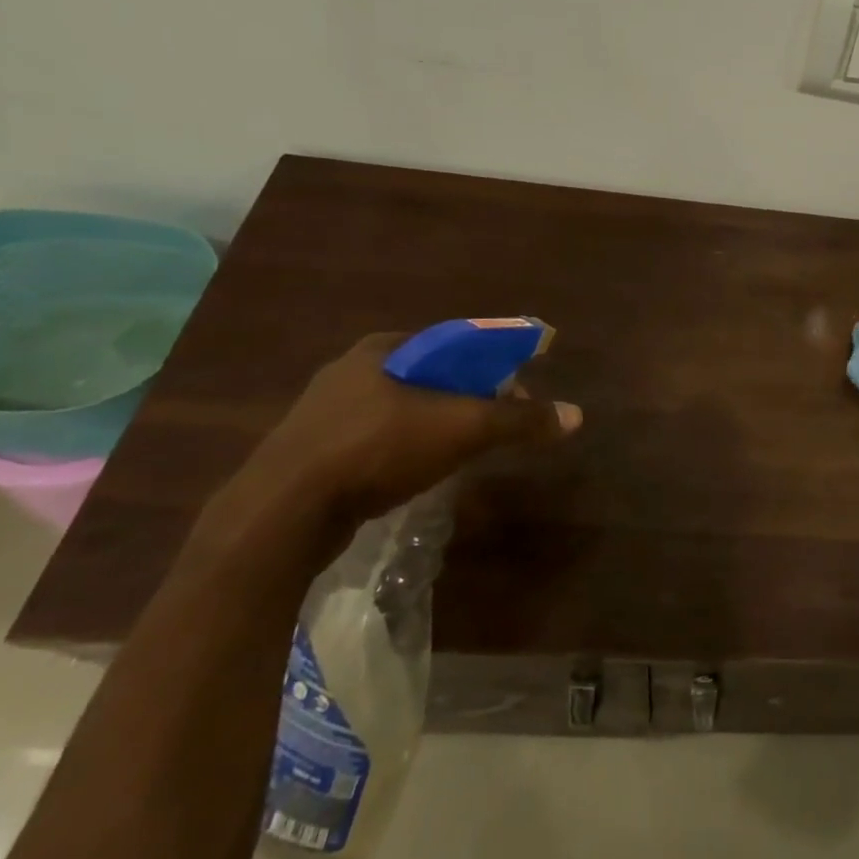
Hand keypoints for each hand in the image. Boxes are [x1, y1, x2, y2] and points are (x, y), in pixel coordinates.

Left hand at [235, 331, 581, 535]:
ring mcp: (324, 412)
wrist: (281, 515)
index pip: (457, 343)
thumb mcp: (464, 429)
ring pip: (403, 409)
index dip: (495, 363)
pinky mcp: (311, 451)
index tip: (519, 391)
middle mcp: (351, 370)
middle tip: (496, 424)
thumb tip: (576, 415)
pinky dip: (406, 448)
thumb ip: (520, 420)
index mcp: (384, 348)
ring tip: (464, 450)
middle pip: (432, 376)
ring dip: (438, 424)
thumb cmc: (379, 449)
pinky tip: (418, 472)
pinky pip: (376, 438)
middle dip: (469, 397)